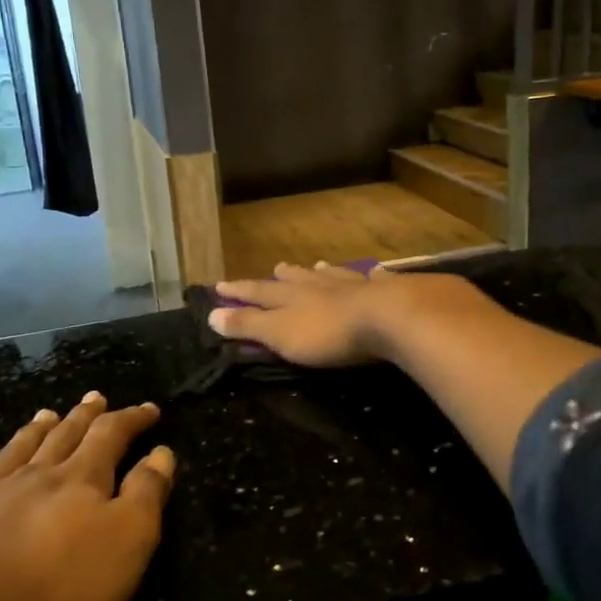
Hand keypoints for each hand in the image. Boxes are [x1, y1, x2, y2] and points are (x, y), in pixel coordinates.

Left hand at [0, 394, 175, 600]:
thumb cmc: (51, 592)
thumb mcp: (125, 545)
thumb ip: (146, 495)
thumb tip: (161, 452)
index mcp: (79, 481)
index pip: (111, 436)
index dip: (132, 419)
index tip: (149, 408)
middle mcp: (31, 477)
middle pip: (63, 437)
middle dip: (84, 417)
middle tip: (95, 398)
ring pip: (16, 451)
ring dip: (36, 430)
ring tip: (47, 413)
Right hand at [209, 262, 481, 367]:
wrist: (389, 318)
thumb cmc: (329, 333)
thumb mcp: (280, 334)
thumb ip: (248, 325)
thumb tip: (211, 313)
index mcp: (292, 297)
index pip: (258, 292)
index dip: (239, 291)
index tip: (220, 285)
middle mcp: (320, 286)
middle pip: (298, 279)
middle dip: (284, 276)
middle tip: (277, 267)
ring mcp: (355, 286)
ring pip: (334, 276)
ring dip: (323, 273)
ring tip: (317, 265)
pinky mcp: (387, 292)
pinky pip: (376, 281)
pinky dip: (372, 277)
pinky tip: (376, 272)